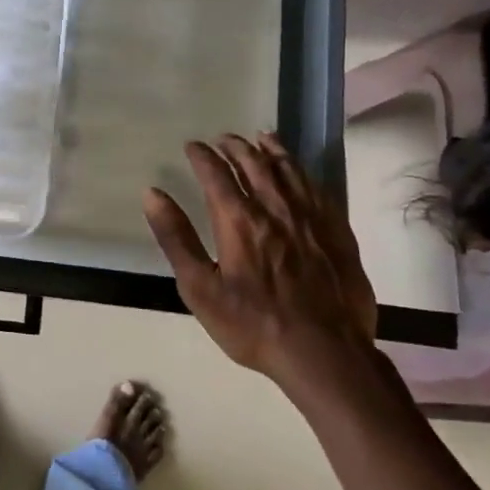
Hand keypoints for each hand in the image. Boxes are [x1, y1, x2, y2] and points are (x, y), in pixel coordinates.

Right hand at [143, 133, 377, 394]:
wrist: (325, 352)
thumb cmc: (253, 324)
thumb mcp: (200, 288)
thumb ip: (176, 238)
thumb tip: (152, 194)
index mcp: (239, 219)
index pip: (216, 174)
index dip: (202, 156)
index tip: (192, 145)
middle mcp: (275, 207)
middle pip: (254, 163)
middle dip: (235, 146)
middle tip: (223, 138)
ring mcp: (311, 217)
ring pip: (288, 169)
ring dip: (271, 150)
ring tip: (260, 137)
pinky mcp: (337, 230)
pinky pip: (317, 187)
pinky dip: (302, 170)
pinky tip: (298, 171)